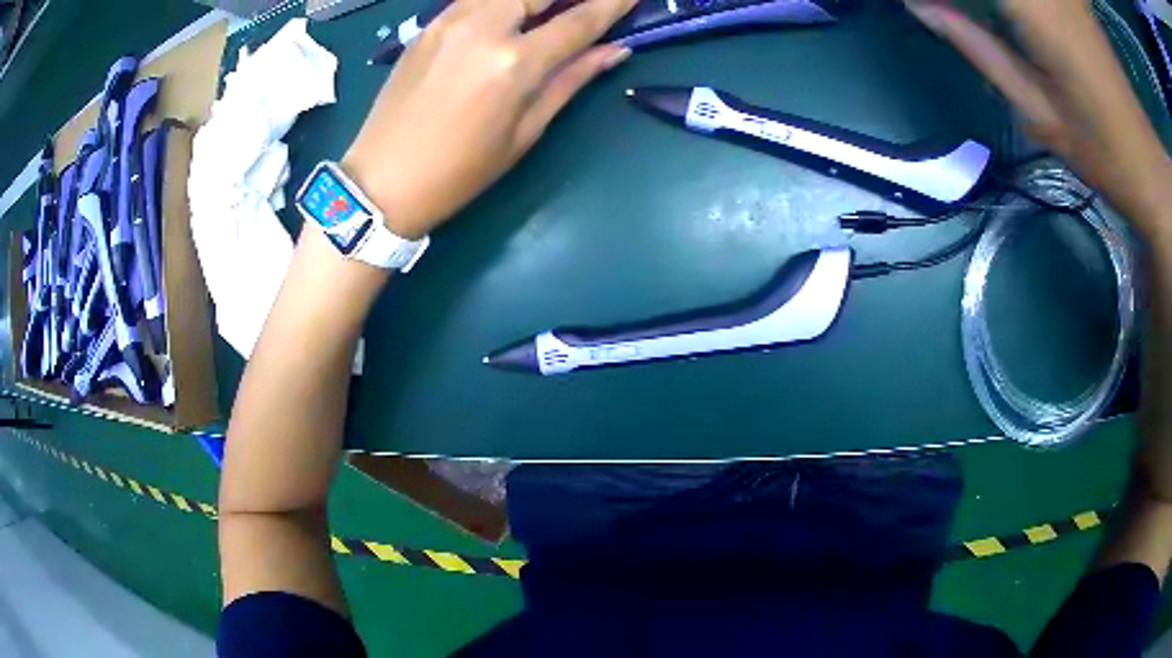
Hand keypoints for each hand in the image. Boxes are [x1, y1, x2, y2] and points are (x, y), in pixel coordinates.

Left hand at [343, 0, 634, 239]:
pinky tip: (514, 12)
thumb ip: (570, 81)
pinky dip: (502, 2)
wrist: (381, 180)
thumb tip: (614, 51)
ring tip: (550, 10)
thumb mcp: (524, 133)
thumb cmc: (459, 171)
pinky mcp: (429, 24)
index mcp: (514, 63)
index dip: (613, 3)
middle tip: (588, 3)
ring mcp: (450, 20)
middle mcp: (483, 27)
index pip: (579, 20)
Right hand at [905, 0, 1171, 235]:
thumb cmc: (1098, 149)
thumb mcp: (1036, 109)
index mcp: (1037, 13)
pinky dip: (1020, 2)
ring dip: (997, 2)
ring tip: (1000, 21)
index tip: (917, 1)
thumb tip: (920, 5)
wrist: (1146, 157)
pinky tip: (1017, 14)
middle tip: (946, 8)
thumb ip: (978, 47)